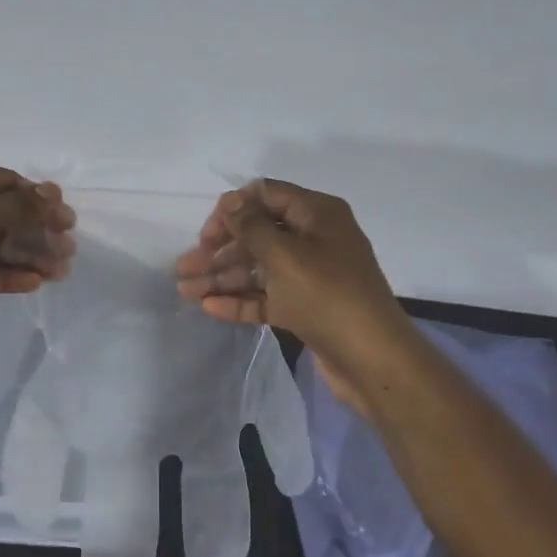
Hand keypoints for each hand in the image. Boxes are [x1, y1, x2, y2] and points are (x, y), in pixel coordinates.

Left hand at [0, 156, 75, 356]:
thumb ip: (21, 205)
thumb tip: (52, 193)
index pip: (2, 179)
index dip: (38, 199)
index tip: (68, 220)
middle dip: (35, 232)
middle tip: (68, 250)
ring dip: (25, 255)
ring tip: (59, 272)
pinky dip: (4, 272)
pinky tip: (33, 283)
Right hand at [174, 179, 411, 413]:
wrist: (372, 360)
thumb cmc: (328, 297)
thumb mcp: (285, 256)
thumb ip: (252, 227)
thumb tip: (231, 200)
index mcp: (317, 215)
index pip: (266, 196)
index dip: (233, 210)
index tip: (206, 235)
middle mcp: (314, 239)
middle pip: (257, 235)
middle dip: (219, 250)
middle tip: (184, 268)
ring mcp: (310, 275)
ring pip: (258, 269)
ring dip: (222, 277)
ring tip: (184, 291)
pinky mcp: (305, 307)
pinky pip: (267, 296)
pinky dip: (240, 299)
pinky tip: (209, 307)